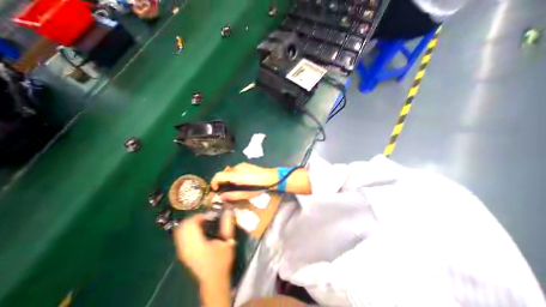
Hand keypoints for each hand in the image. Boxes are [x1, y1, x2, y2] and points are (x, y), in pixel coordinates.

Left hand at [175, 211, 234, 284]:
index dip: (200, 216)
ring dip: (191, 223)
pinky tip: (198, 230)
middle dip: (195, 218)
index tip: (211, 215)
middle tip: (207, 218)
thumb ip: (226, 225)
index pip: (191, 224)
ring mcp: (182, 250)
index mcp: (197, 244)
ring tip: (203, 222)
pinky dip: (188, 229)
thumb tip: (228, 211)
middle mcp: (186, 247)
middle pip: (184, 225)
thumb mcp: (227, 241)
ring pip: (180, 230)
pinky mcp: (182, 253)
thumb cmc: (222, 260)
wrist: (214, 279)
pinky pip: (180, 235)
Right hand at [210, 163, 276, 200]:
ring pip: (229, 171)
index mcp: (235, 175)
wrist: (270, 177)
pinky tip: (240, 180)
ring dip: (228, 177)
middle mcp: (237, 168)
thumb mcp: (245, 194)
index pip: (218, 175)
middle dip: (221, 181)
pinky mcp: (245, 164)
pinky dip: (234, 174)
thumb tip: (221, 197)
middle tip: (224, 190)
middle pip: (223, 173)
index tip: (215, 189)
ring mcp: (241, 165)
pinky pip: (235, 169)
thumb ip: (232, 195)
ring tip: (234, 186)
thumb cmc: (258, 187)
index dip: (214, 182)